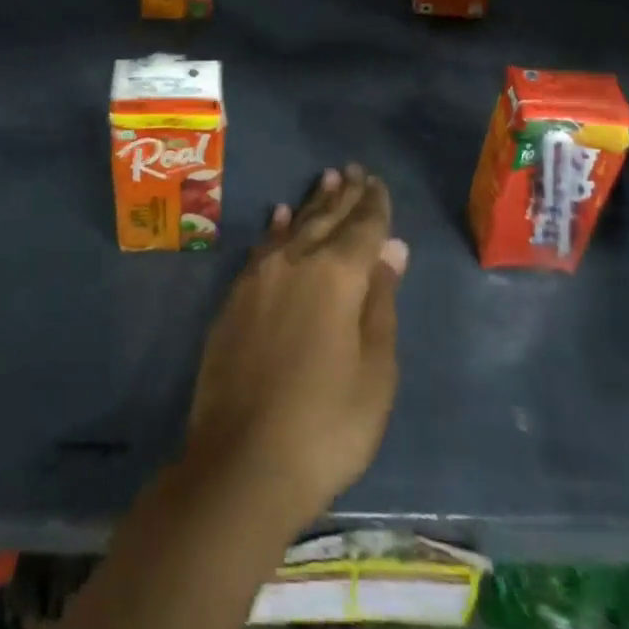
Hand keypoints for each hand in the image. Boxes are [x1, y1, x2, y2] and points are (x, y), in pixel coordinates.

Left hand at [185, 165, 408, 528]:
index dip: (373, 205)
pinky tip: (280, 215)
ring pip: (293, 226)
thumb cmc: (327, 424)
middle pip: (326, 219)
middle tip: (354, 169)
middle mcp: (296, 261)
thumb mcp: (374, 371)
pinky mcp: (236, 295)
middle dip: (344, 194)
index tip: (377, 181)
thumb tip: (391, 248)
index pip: (362, 228)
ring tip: (327, 179)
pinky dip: (276, 228)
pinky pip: (263, 246)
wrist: (243, 459)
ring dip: (312, 203)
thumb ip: (380, 302)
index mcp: (337, 275)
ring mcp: (260, 275)